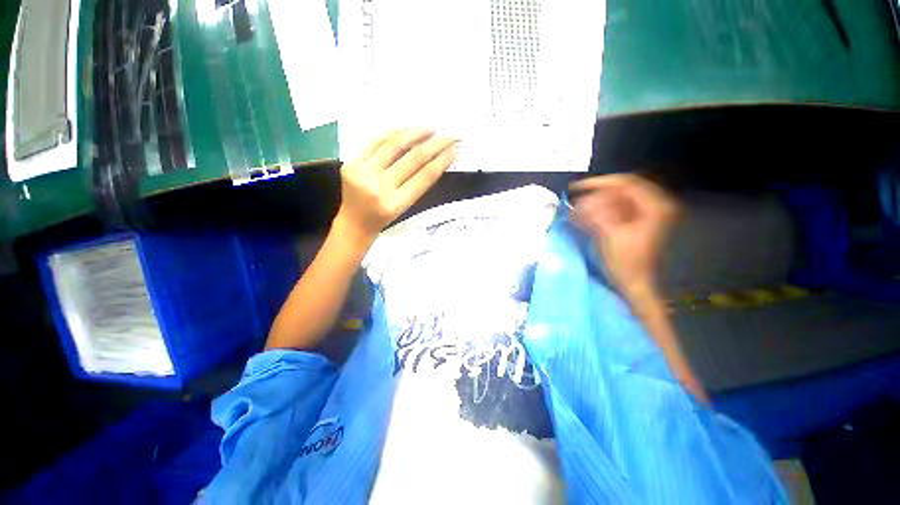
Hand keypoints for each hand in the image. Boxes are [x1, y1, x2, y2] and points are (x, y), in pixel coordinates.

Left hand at [336, 128, 457, 247]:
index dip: (442, 161)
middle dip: (436, 144)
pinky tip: (406, 129)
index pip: (424, 177)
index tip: (456, 149)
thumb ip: (417, 186)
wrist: (352, 223)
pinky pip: (375, 141)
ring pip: (394, 145)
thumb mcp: (404, 209)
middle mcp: (379, 187)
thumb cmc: (382, 220)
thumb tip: (435, 160)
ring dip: (416, 133)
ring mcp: (362, 173)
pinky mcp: (350, 163)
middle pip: (413, 158)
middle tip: (450, 135)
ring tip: (431, 128)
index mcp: (395, 204)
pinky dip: (393, 133)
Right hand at [570, 174, 677, 296]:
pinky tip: (584, 217)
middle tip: (575, 203)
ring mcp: (646, 213)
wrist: (634, 282)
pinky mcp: (637, 222)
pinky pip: (616, 209)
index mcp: (655, 206)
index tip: (577, 188)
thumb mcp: (609, 235)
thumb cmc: (626, 262)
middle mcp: (654, 205)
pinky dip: (599, 211)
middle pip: (620, 190)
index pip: (625, 182)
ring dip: (595, 203)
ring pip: (616, 199)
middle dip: (595, 195)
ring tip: (576, 211)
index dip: (599, 183)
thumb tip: (581, 201)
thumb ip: (596, 214)